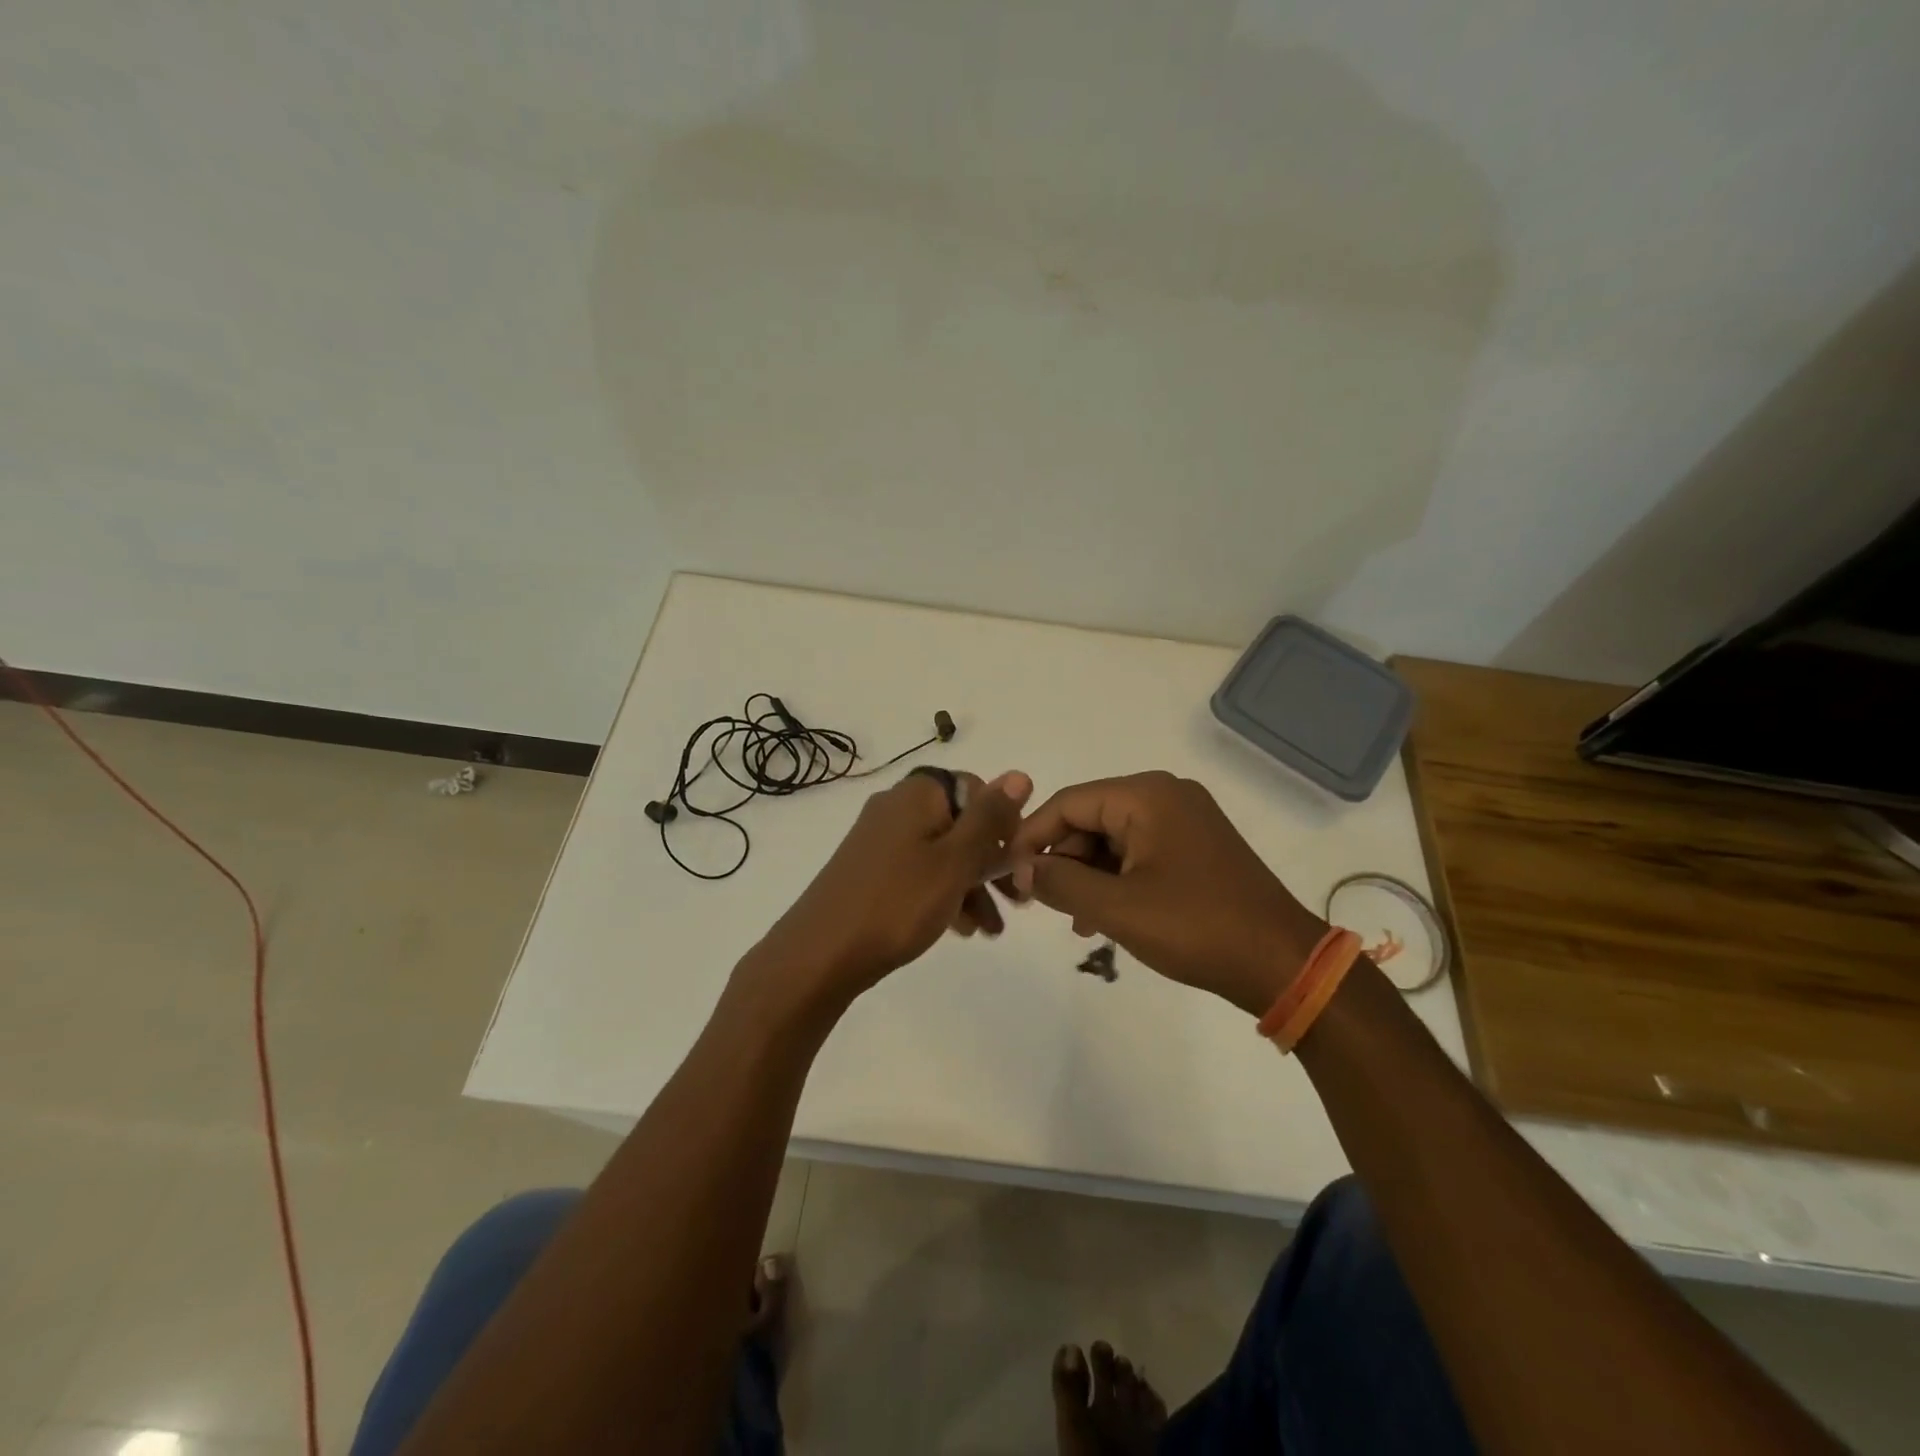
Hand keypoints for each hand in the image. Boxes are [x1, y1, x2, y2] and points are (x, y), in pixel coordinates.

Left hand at [743, 768, 1032, 1017]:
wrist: (820, 954)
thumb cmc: (898, 903)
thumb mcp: (955, 860)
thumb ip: (989, 818)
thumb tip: (1019, 775)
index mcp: (919, 794)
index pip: (977, 789)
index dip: (1002, 824)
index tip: (1017, 863)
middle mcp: (897, 807)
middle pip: (960, 824)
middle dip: (991, 863)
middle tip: (1017, 901)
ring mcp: (880, 839)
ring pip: (942, 853)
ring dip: (971, 885)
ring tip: (990, 930)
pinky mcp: (870, 869)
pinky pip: (919, 872)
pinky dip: (943, 893)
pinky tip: (960, 929)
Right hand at [1005, 771, 1325, 1016]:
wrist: (1281, 962)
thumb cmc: (1196, 927)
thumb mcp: (1117, 907)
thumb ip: (1061, 882)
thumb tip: (1022, 869)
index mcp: (1147, 795)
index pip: (1069, 803)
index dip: (1032, 836)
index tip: (1007, 873)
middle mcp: (1165, 796)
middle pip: (1090, 818)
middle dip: (1062, 859)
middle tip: (1040, 902)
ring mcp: (1184, 821)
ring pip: (1112, 838)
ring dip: (1086, 875)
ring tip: (1073, 919)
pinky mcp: (1195, 847)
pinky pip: (1138, 853)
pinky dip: (1115, 879)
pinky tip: (1102, 917)